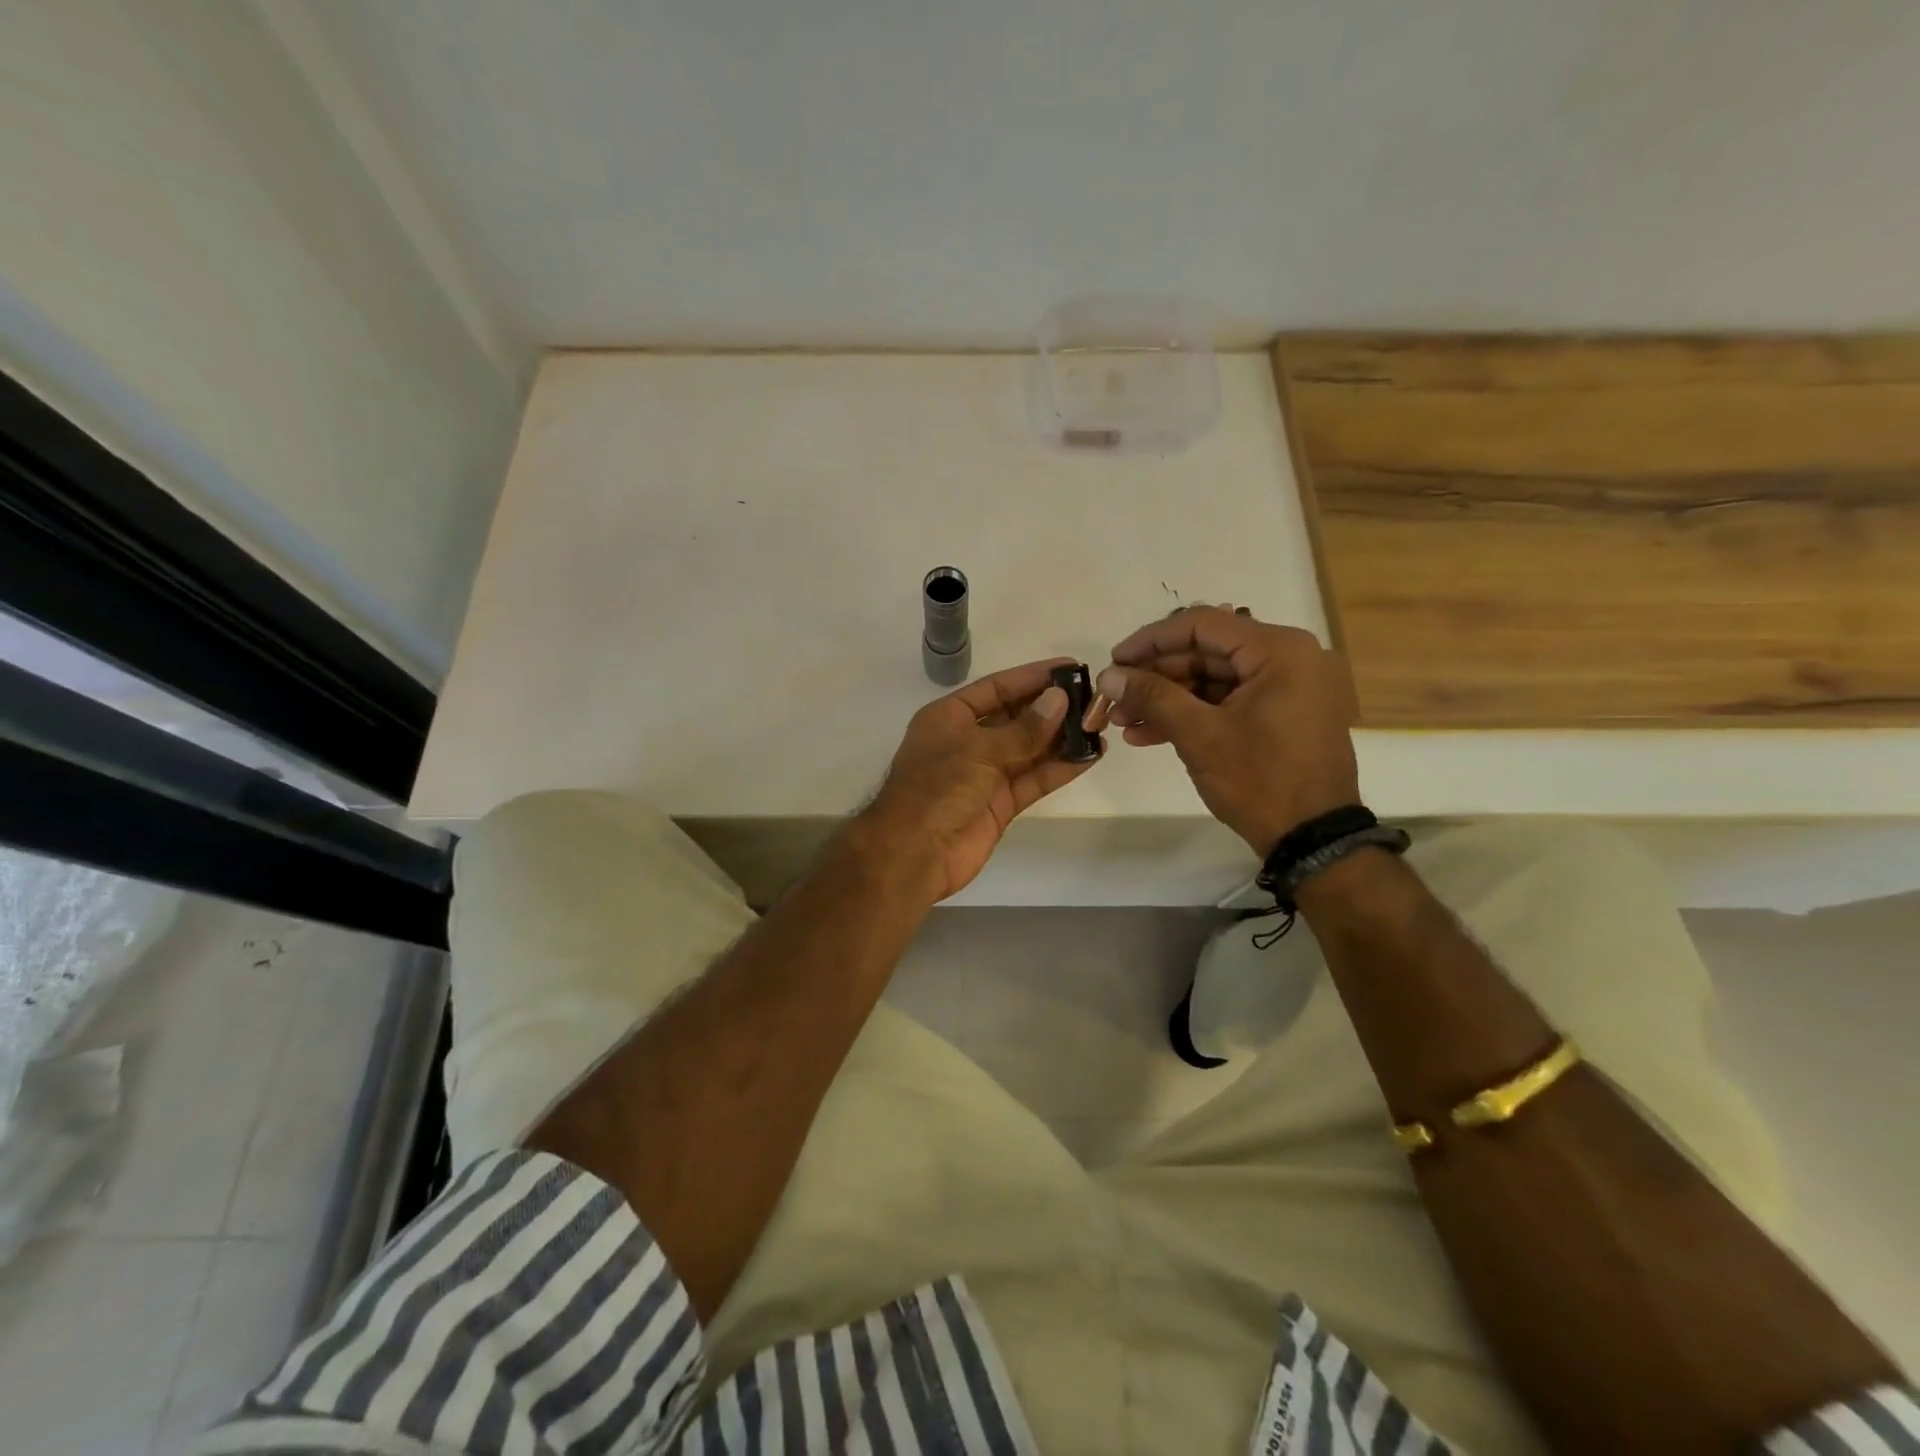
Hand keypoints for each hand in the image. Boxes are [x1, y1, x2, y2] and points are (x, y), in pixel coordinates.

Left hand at [860, 658, 1097, 900]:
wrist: (913, 853)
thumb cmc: (936, 788)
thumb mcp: (978, 749)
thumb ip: (1022, 729)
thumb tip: (1059, 700)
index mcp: (949, 717)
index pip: (996, 688)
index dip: (1032, 677)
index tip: (1070, 667)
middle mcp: (968, 741)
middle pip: (1016, 717)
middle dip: (1052, 707)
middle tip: (1093, 697)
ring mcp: (985, 774)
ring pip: (1030, 749)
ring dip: (1062, 738)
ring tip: (1100, 724)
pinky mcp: (1001, 803)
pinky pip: (1034, 779)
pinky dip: (1060, 768)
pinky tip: (1091, 756)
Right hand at [1096, 607, 1360, 855]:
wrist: (1313, 840)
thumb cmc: (1260, 781)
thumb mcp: (1200, 736)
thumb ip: (1152, 696)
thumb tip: (1108, 675)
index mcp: (1279, 651)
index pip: (1202, 625)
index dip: (1151, 640)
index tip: (1114, 660)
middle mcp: (1289, 658)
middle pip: (1206, 652)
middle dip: (1155, 677)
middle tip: (1115, 698)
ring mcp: (1288, 687)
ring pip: (1213, 679)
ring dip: (1168, 699)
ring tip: (1124, 722)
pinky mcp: (1283, 714)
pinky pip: (1229, 701)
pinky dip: (1193, 714)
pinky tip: (1150, 734)